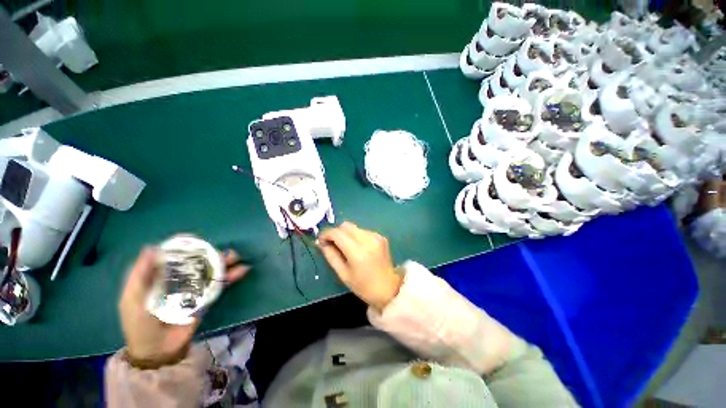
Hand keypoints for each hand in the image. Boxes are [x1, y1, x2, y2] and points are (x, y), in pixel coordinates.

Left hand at [119, 247, 248, 368]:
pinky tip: (242, 270)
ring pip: (211, 271)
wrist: (158, 351)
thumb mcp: (132, 299)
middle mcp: (180, 279)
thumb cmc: (139, 325)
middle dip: (211, 253)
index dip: (184, 246)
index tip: (196, 239)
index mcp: (161, 276)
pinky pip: (220, 285)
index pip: (174, 256)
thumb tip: (152, 247)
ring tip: (235, 257)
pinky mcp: (206, 299)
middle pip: (197, 261)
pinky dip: (232, 276)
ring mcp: (195, 289)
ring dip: (225, 262)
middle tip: (220, 248)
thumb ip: (140, 275)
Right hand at [318, 222, 401, 310]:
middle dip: (336, 232)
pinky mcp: (380, 236)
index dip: (326, 234)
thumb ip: (331, 256)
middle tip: (332, 244)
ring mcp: (375, 236)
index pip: (337, 233)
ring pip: (354, 227)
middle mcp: (367, 239)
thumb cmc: (363, 286)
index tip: (321, 241)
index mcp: (357, 251)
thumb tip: (322, 243)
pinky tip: (358, 248)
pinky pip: (362, 231)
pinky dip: (356, 236)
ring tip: (346, 247)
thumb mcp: (343, 274)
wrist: (389, 288)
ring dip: (346, 234)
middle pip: (345, 225)